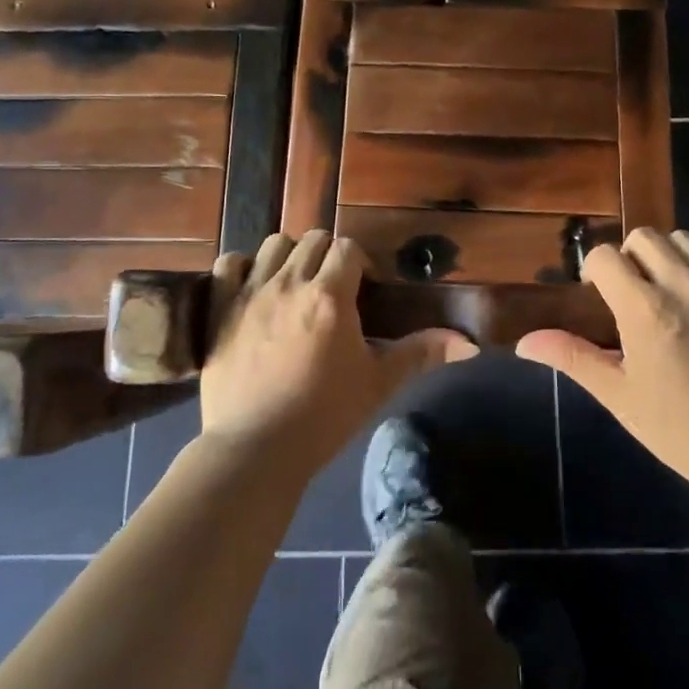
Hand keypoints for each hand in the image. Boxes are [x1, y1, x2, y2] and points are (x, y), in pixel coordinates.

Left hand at [199, 231, 476, 478]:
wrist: (256, 449)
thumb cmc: (323, 416)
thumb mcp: (378, 383)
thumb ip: (421, 354)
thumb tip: (469, 345)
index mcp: (330, 296)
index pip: (348, 248)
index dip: (359, 262)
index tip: (363, 288)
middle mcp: (290, 283)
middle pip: (313, 239)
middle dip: (327, 255)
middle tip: (332, 287)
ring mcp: (251, 293)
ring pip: (273, 245)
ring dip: (288, 255)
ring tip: (294, 283)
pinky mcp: (219, 309)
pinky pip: (228, 264)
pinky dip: (241, 267)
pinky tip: (252, 286)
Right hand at [515, 228, 688, 487]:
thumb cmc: (675, 426)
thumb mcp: (617, 393)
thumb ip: (571, 356)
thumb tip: (524, 342)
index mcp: (645, 310)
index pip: (606, 256)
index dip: (596, 271)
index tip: (601, 297)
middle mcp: (685, 286)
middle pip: (645, 237)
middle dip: (631, 258)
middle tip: (635, 292)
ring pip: (686, 240)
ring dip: (671, 258)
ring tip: (673, 290)